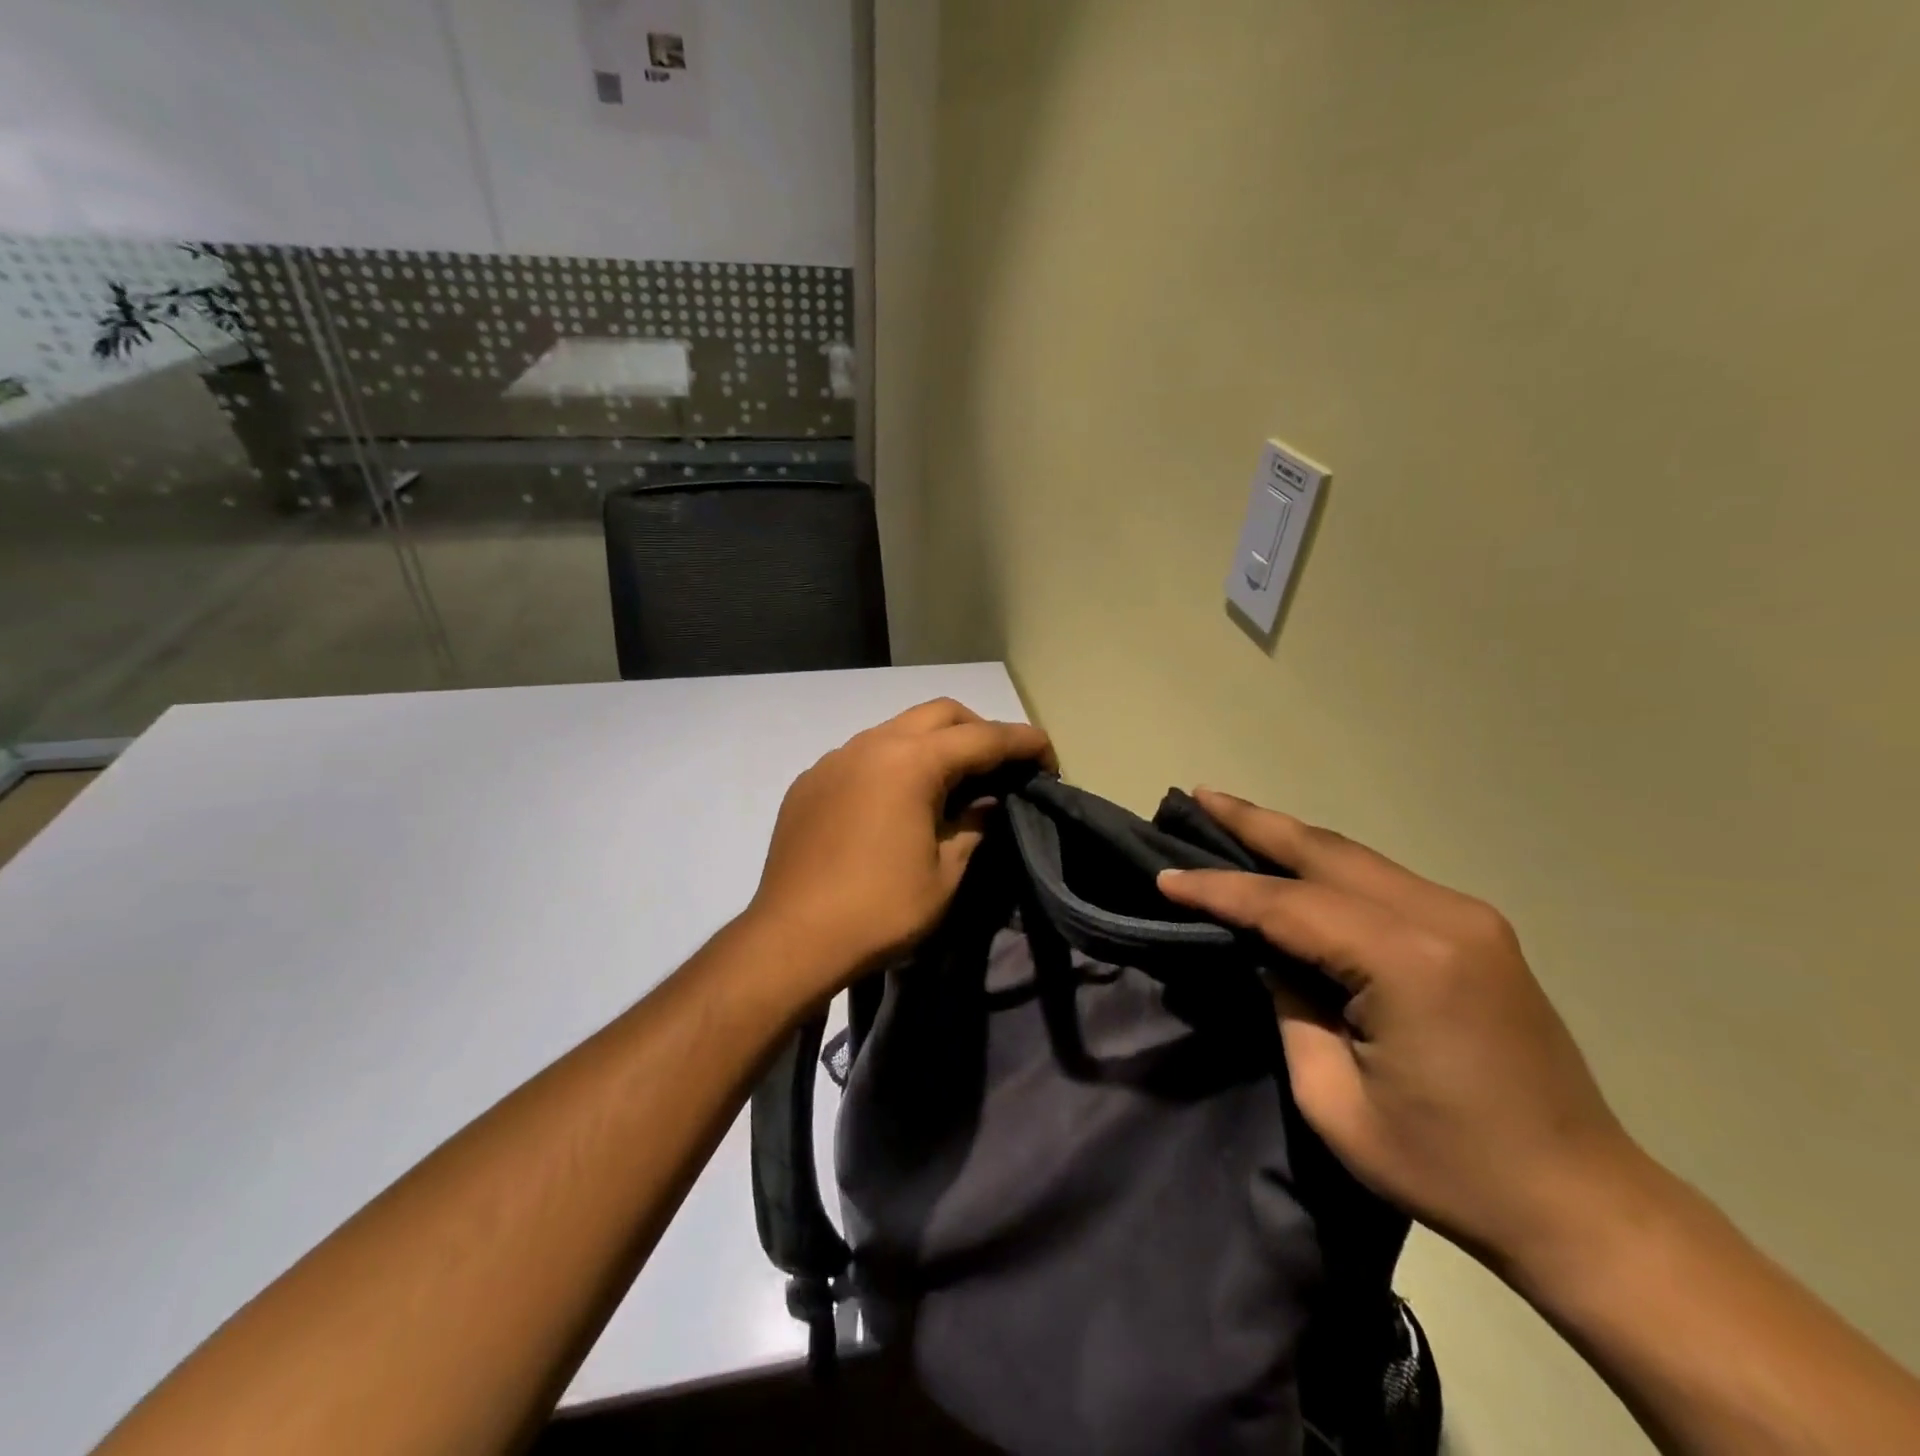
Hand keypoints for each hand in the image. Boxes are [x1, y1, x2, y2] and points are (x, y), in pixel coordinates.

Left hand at [744, 699, 1053, 1004]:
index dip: (1024, 743)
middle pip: (941, 714)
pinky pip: (863, 754)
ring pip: (898, 729)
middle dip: (979, 731)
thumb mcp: (945, 875)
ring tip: (951, 784)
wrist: (791, 940)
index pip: (984, 737)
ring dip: (933, 744)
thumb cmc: (879, 910)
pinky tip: (896, 802)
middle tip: (1001, 768)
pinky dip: (893, 763)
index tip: (1049, 760)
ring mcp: (835, 758)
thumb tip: (988, 803)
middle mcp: (871, 744)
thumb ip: (974, 827)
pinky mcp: (810, 780)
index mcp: (911, 761)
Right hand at [1158, 790, 1643, 1273]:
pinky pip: (1381, 880)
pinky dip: (1327, 865)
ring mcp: (1467, 917)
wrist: (1582, 1203)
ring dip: (1290, 837)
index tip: (1165, 877)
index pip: (1287, 905)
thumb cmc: (1449, 1167)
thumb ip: (1288, 1007)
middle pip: (1325, 853)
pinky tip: (1294, 862)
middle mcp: (1442, 917)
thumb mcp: (1334, 1100)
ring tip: (1231, 814)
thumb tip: (1267, 953)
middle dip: (1254, 822)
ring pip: (1354, 857)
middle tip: (1198, 795)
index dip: (1219, 890)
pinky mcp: (1476, 930)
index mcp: (1407, 962)